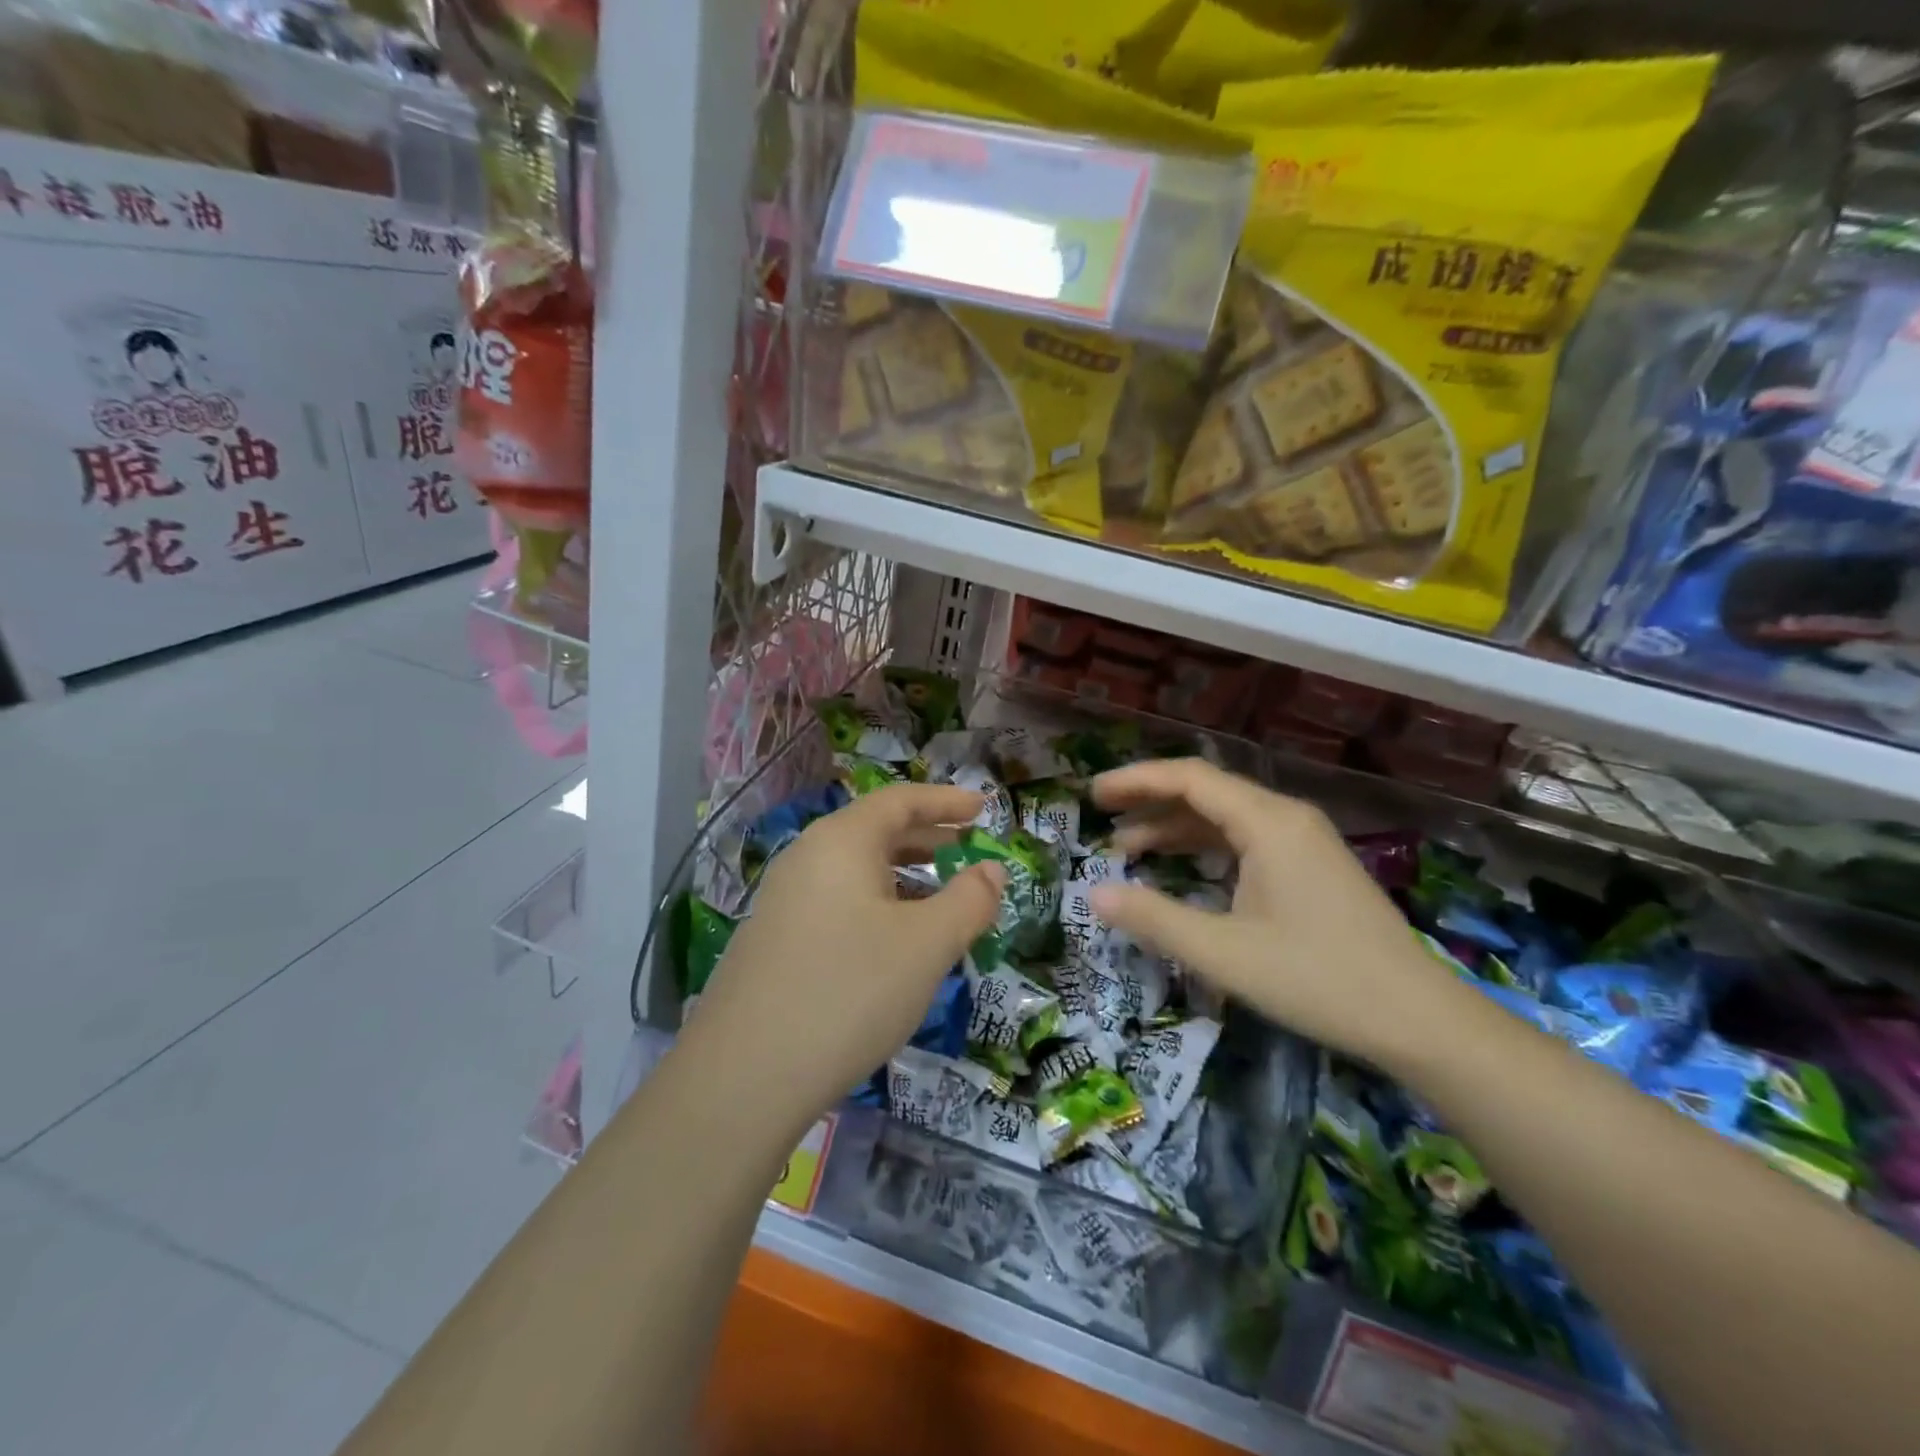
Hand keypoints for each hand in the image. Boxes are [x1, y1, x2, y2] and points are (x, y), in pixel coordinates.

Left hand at [685, 784, 1005, 1129]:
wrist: (743, 1076)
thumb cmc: (849, 992)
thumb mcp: (926, 945)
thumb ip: (969, 900)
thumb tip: (992, 870)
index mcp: (841, 841)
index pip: (901, 800)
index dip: (946, 801)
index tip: (984, 809)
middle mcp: (807, 857)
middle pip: (876, 831)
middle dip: (928, 838)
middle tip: (970, 851)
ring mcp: (784, 899)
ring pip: (856, 870)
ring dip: (904, 875)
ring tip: (941, 898)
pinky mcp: (774, 939)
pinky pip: (838, 901)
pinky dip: (877, 904)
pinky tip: (894, 942)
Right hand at [1087, 758, 1472, 1072]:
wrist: (1422, 1021)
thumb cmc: (1319, 980)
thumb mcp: (1224, 953)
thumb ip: (1155, 919)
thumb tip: (1095, 894)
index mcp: (1268, 822)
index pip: (1189, 778)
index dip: (1135, 781)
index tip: (1093, 795)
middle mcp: (1286, 817)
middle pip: (1206, 791)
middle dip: (1150, 801)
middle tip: (1102, 818)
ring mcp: (1304, 841)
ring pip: (1226, 817)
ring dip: (1176, 828)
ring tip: (1129, 849)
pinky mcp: (1313, 867)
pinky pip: (1247, 840)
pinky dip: (1206, 848)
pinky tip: (1184, 870)